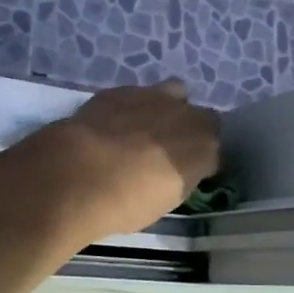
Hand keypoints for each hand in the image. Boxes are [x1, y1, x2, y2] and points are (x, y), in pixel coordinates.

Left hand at [35, 80, 221, 240]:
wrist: (78, 174)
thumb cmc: (127, 202)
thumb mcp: (166, 200)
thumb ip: (181, 175)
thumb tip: (179, 168)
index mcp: (204, 146)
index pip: (215, 146)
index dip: (202, 157)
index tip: (188, 170)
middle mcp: (186, 114)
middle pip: (199, 116)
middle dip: (188, 129)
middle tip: (166, 151)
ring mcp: (152, 96)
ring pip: (172, 93)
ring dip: (165, 108)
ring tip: (143, 130)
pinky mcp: (120, 90)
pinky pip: (136, 95)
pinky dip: (131, 108)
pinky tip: (112, 125)